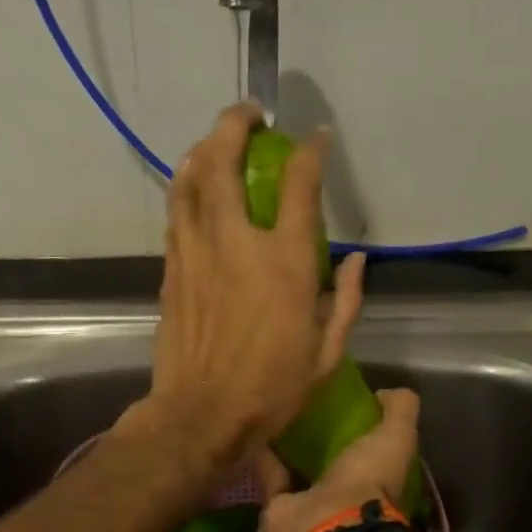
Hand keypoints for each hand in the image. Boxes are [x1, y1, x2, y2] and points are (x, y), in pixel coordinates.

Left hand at [132, 102, 365, 469]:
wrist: (202, 416)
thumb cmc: (272, 389)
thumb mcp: (328, 351)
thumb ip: (347, 300)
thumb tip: (358, 261)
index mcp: (283, 262)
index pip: (298, 185)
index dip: (310, 152)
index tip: (317, 138)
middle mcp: (235, 244)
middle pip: (223, 162)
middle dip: (234, 125)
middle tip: (249, 115)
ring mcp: (196, 254)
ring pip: (188, 181)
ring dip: (202, 150)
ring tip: (215, 141)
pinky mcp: (172, 271)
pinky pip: (176, 215)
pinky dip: (186, 190)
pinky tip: (193, 189)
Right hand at [259, 388, 419, 531]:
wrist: (329, 523)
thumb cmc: (368, 478)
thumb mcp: (396, 436)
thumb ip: (400, 411)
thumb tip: (386, 392)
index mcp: (376, 476)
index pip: (369, 446)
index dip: (359, 424)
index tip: (341, 397)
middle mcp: (345, 493)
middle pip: (331, 458)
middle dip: (319, 434)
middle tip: (303, 399)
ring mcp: (311, 503)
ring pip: (299, 469)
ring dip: (288, 446)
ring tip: (275, 410)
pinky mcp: (279, 508)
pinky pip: (271, 477)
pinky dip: (263, 457)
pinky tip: (255, 428)